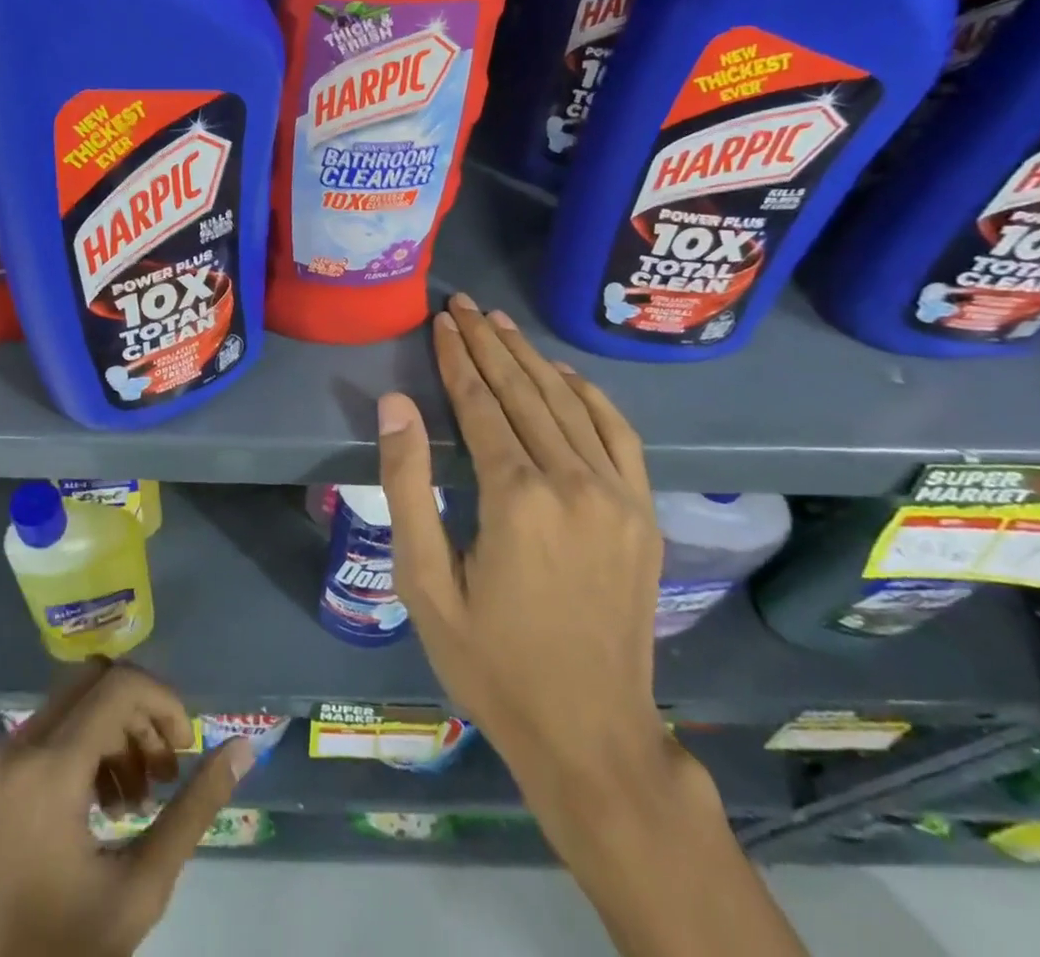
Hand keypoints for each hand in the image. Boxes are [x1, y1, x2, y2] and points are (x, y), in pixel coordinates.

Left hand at [0, 661, 252, 956]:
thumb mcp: (139, 889)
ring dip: (113, 732)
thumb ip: (194, 810)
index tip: (186, 750)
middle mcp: (17, 748)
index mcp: (50, 769)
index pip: (121, 686)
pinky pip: (44, 734)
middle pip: (95, 681)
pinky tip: (100, 807)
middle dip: (140, 713)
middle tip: (164, 770)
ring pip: (70, 704)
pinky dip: (82, 748)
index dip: (164, 703)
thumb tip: (243, 747)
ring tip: (137, 799)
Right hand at [377, 294, 683, 845]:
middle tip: (464, 304)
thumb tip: (396, 404)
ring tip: (500, 324)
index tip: (442, 319)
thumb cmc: (491, 662)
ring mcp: (618, 495)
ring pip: (568, 404)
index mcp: (517, 498)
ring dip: (531, 359)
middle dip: (489, 344)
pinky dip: (588, 394)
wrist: (591, 734)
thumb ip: (408, 486)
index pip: (481, 404)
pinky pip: (618, 433)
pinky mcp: (643, 512)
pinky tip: (562, 373)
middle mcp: (573, 482)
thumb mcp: (424, 583)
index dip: (458, 358)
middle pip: (524, 392)